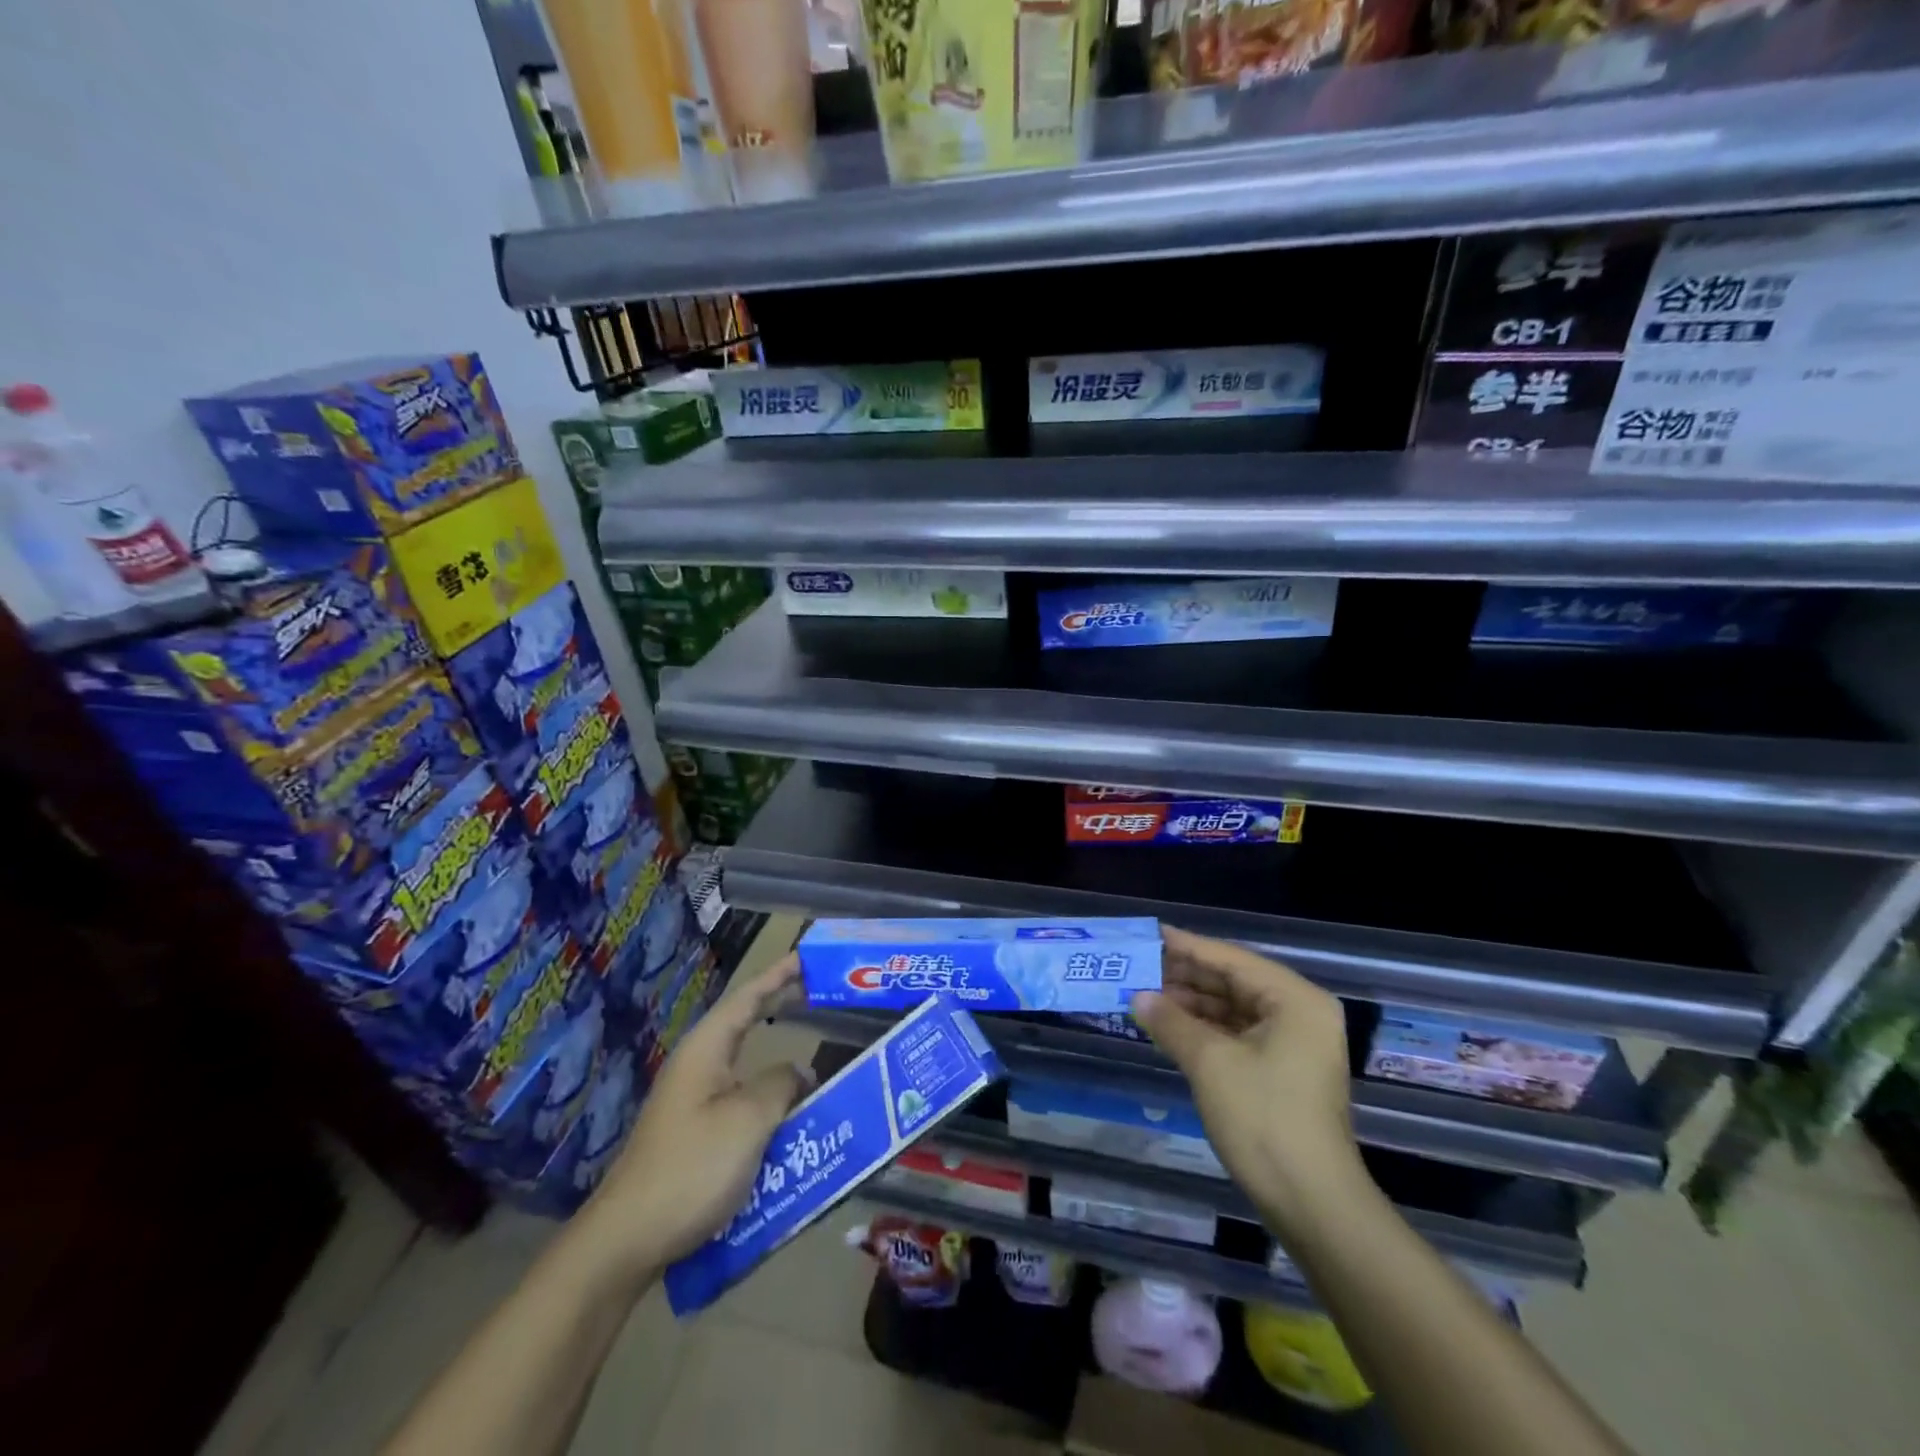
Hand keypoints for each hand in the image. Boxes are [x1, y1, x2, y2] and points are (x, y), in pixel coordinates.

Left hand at [583, 954, 810, 1272]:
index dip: (779, 975)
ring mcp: (693, 1103)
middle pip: (745, 1025)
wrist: (627, 1240)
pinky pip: (742, 1105)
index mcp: (706, 1050)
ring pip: (747, 1071)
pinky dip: (770, 1103)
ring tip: (816, 1067)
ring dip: (780, 1069)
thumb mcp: (749, 1120)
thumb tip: (799, 1073)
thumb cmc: (691, 1168)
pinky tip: (790, 1123)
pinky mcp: (695, 1136)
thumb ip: (781, 1085)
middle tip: (821, 996)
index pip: (748, 997)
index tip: (809, 957)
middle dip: (781, 1009)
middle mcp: (698, 1068)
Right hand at [1131, 927, 1362, 1233]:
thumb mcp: (1210, 1063)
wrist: (1313, 1204)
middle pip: (1234, 982)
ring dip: (1192, 1005)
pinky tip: (1171, 1028)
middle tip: (1139, 967)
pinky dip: (1205, 1030)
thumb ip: (1171, 1022)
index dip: (1187, 947)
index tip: (1149, 935)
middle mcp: (1300, 1014)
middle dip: (1186, 977)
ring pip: (1234, 1010)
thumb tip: (1137, 997)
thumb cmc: (1264, 1119)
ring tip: (1146, 997)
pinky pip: (1238, 1035)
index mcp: (1295, 999)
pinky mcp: (1284, 1072)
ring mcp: (1295, 1045)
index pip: (1231, 960)